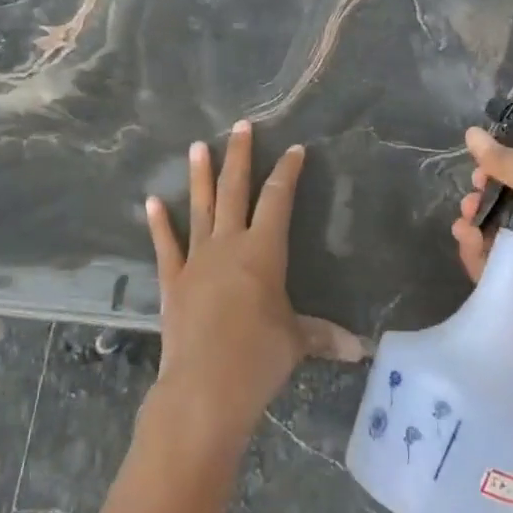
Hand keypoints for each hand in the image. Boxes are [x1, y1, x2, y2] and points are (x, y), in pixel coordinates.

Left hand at [145, 122, 365, 446]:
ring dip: (200, 176)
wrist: (204, 386)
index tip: (294, 149)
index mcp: (263, 251)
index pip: (278, 200)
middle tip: (240, 126)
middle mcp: (229, 244)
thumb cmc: (258, 358)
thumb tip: (360, 350)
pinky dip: (159, 224)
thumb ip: (324, 336)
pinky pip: (166, 245)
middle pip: (235, 190)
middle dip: (240, 156)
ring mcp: (197, 259)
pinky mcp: (173, 280)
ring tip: (197, 146)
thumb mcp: (297, 342)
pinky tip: (152, 201)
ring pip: (200, 208)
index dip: (287, 172)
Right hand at [450, 125, 512, 354]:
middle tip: (472, 197)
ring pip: (492, 233)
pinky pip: (486, 264)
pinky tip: (465, 240)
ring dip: (474, 222)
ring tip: (466, 222)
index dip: (501, 169)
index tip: (480, 168)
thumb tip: (470, 133)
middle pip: (505, 204)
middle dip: (483, 195)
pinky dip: (471, 251)